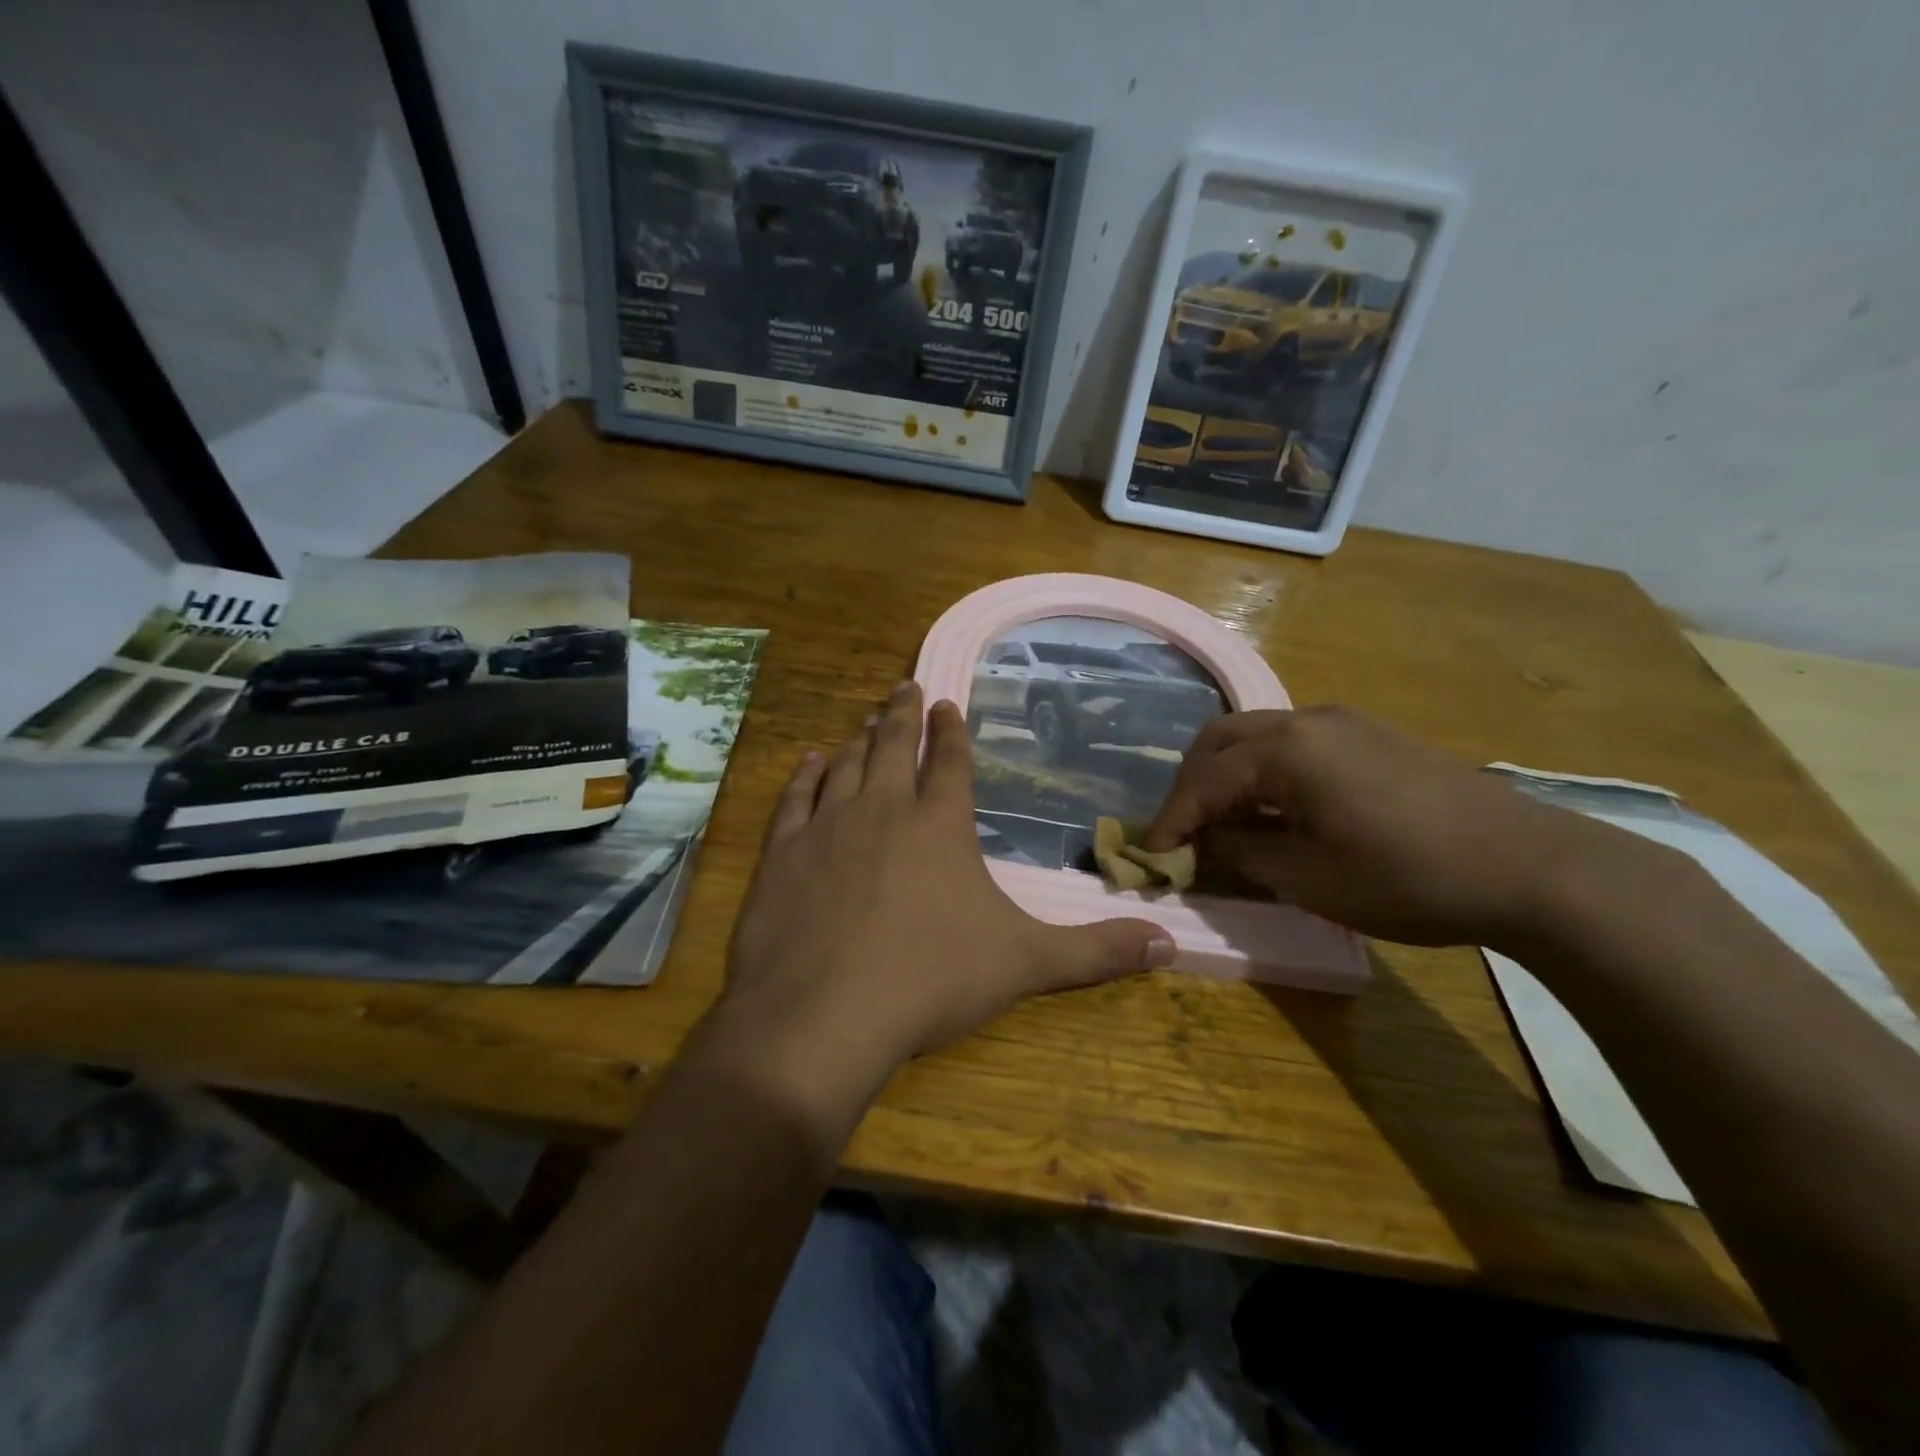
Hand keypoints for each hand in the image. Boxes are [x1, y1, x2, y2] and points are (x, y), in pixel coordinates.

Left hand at [723, 681, 1174, 1078]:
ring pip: (846, 766)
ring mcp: (827, 827)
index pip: (950, 762)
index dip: (952, 731)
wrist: (824, 1015)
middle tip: (906, 686)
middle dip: (903, 714)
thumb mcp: (1025, 964)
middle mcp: (883, 810)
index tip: (948, 703)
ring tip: (863, 719)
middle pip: (893, 746)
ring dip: (858, 739)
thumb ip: (1096, 951)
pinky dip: (804, 776)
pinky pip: (795, 800)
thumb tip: (1169, 945)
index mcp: (940, 825)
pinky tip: (808, 761)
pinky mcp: (782, 854)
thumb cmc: (930, 980)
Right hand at [1142, 706, 1622, 948]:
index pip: (1204, 781)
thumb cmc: (1410, 878)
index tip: (1150, 856)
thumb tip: (1208, 842)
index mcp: (1287, 751)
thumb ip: (1244, 853)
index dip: (1171, 820)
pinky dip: (1262, 770)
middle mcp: (1306, 720)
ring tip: (1222, 822)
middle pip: (1218, 741)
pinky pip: (1290, 741)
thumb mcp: (1310, 879)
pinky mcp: (1368, 734)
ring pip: (1253, 735)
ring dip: (1225, 775)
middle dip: (1190, 786)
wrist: (1531, 866)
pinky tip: (1274, 808)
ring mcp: (1340, 722)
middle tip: (1182, 833)